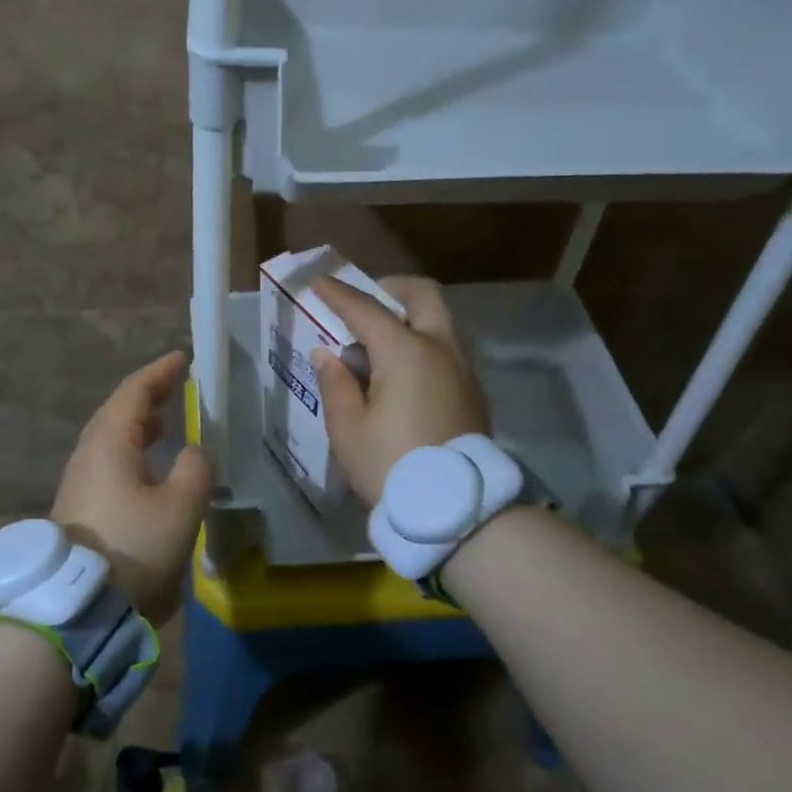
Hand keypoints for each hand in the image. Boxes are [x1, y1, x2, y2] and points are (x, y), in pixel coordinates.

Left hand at [53, 350, 213, 623]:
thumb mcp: (180, 505)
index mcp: (109, 443)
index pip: (134, 393)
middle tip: (175, 386)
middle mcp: (88, 455)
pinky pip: (108, 462)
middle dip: (147, 396)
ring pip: (110, 439)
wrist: (78, 604)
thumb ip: (196, 469)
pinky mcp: (80, 508)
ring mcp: (80, 482)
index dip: (159, 373)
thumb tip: (194, 452)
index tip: (181, 358)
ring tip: (164, 422)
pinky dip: (131, 450)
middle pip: (116, 412)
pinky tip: (148, 467)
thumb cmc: (134, 545)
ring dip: (137, 425)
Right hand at [309, 276, 490, 506]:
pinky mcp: (473, 392)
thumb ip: (336, 383)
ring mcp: (464, 369)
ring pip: (440, 322)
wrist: (455, 509)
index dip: (338, 294)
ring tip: (380, 342)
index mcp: (406, 352)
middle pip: (423, 296)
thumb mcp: (348, 428)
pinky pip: (448, 349)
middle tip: (368, 301)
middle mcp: (441, 348)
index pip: (366, 309)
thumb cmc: (391, 465)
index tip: (318, 282)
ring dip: (411, 317)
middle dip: (393, 289)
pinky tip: (403, 372)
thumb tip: (329, 354)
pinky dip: (425, 343)